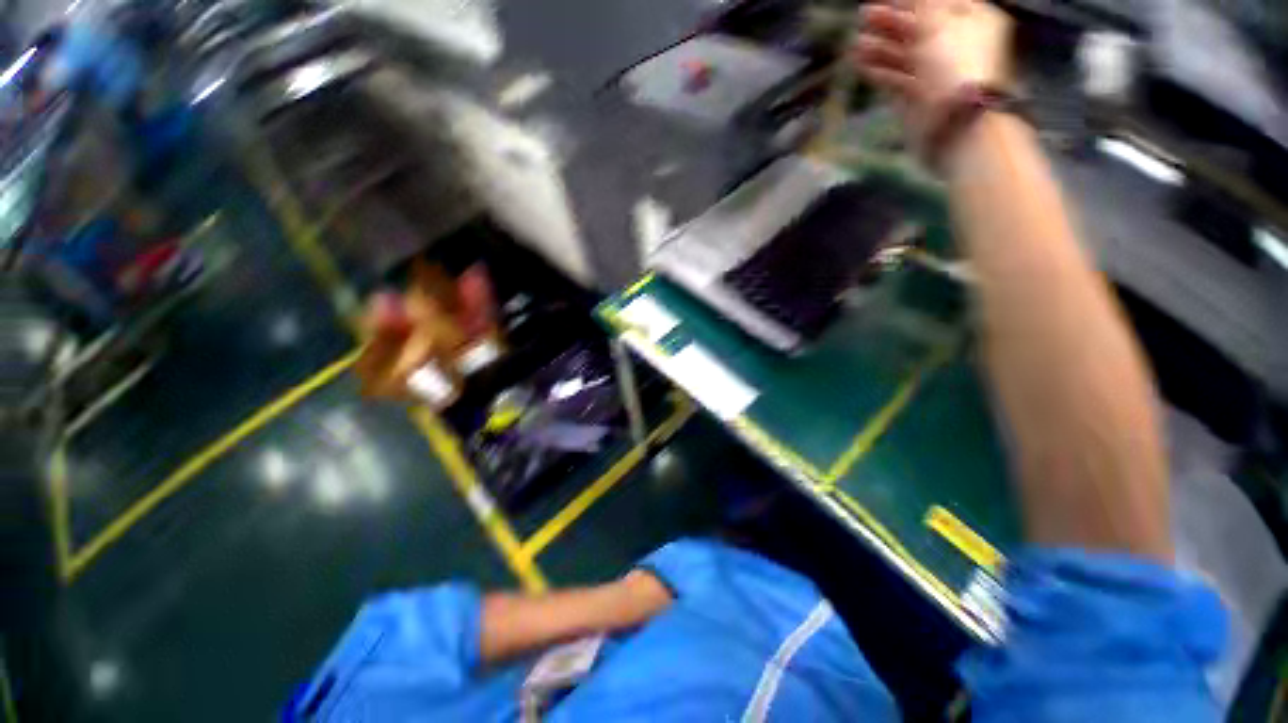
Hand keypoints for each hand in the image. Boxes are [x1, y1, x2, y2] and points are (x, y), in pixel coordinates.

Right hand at [852, 0, 1012, 147]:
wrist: (954, 125)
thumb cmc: (953, 67)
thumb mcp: (938, 24)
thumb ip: (922, 3)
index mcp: (971, 19)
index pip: (937, 2)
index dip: (909, 0)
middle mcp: (954, 43)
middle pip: (919, 27)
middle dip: (890, 22)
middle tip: (863, 17)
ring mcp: (935, 73)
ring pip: (904, 53)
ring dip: (880, 47)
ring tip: (856, 45)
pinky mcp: (917, 97)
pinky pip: (896, 79)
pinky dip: (879, 71)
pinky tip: (861, 65)